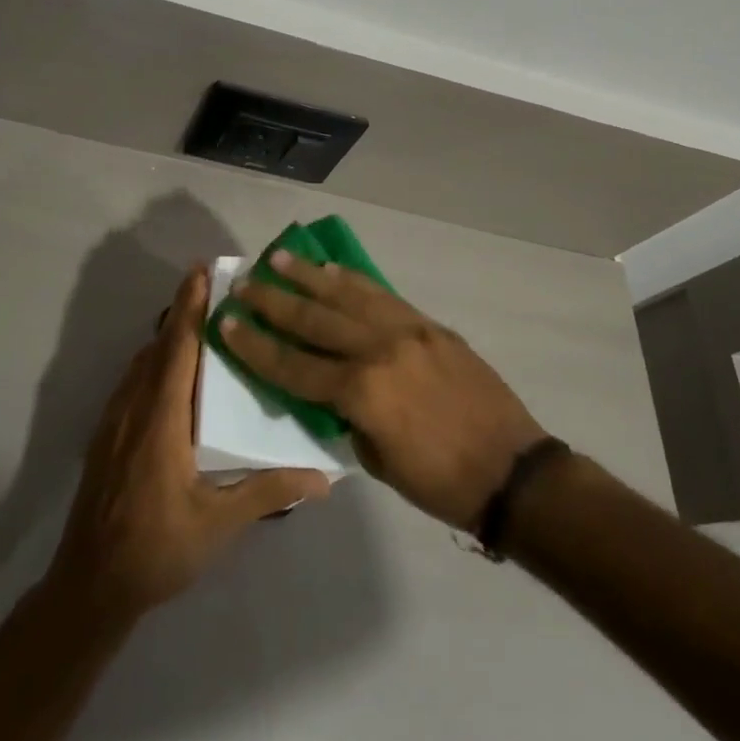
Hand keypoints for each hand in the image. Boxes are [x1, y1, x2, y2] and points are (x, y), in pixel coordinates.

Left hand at [47, 265, 330, 625]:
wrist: (90, 585)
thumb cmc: (157, 549)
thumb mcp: (218, 524)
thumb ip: (268, 491)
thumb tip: (322, 478)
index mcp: (161, 420)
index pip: (177, 349)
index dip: (190, 308)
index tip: (201, 271)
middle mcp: (134, 409)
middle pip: (158, 347)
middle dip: (182, 311)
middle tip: (211, 286)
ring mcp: (114, 421)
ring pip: (141, 363)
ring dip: (167, 336)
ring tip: (198, 321)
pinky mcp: (106, 437)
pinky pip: (132, 382)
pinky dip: (153, 361)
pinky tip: (171, 374)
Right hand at [221, 253, 547, 530]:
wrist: (513, 471)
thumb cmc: (440, 482)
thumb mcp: (378, 461)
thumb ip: (346, 418)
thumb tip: (327, 391)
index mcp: (362, 393)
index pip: (293, 365)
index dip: (256, 346)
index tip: (227, 322)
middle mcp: (379, 351)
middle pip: (314, 320)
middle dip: (272, 301)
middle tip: (243, 282)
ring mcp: (408, 332)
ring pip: (347, 296)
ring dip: (308, 276)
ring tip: (277, 258)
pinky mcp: (430, 326)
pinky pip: (382, 296)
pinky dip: (352, 281)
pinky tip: (331, 271)